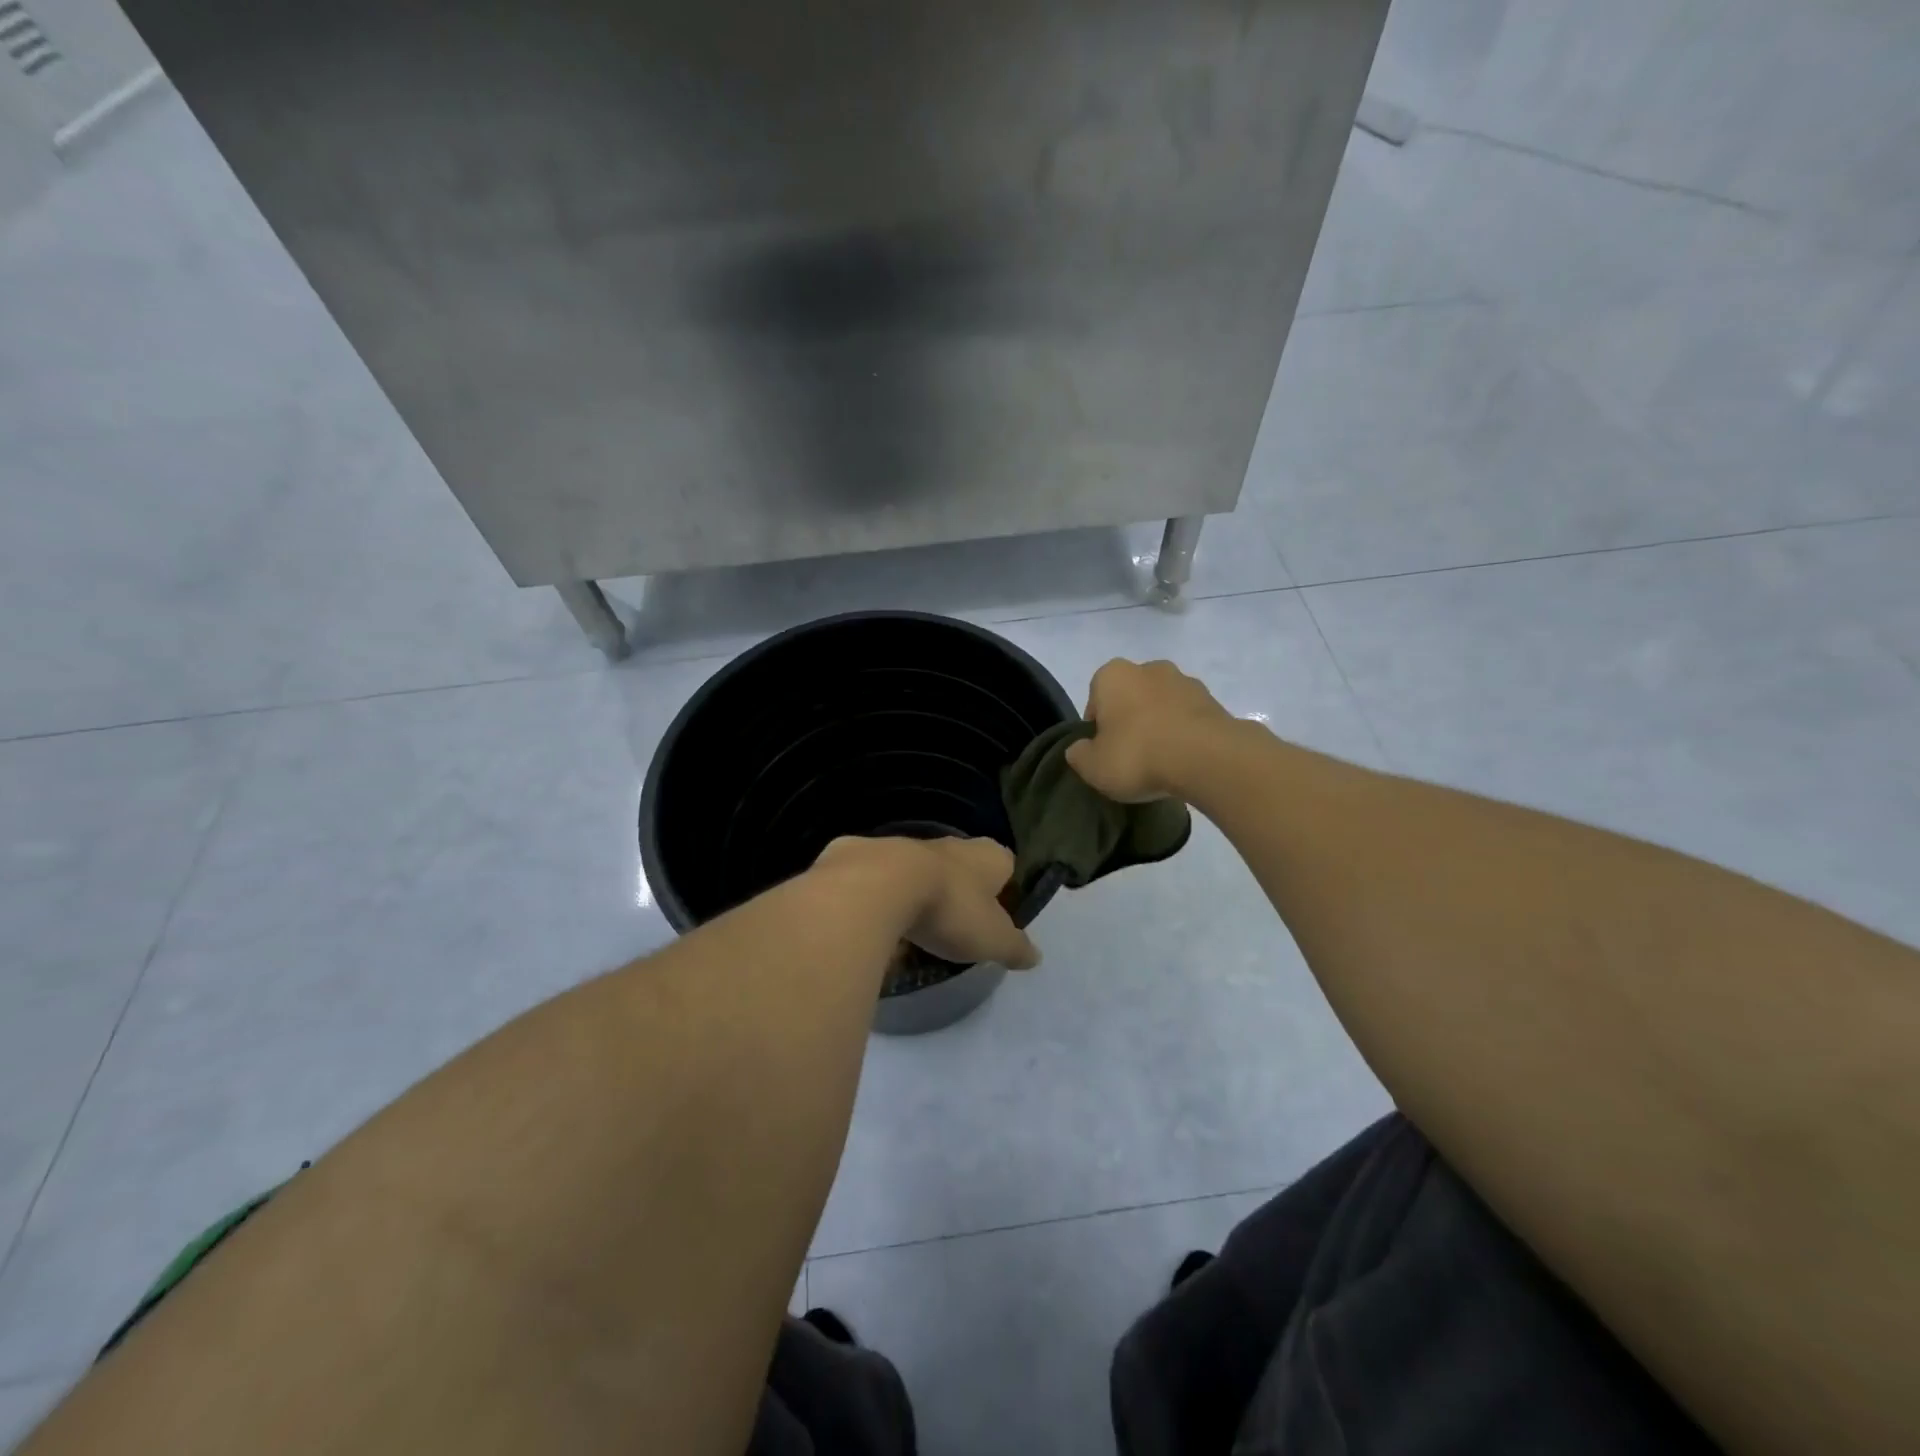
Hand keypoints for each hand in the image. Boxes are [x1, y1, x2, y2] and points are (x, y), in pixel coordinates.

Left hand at [814, 835, 1041, 969]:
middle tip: (956, 921)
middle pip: (962, 863)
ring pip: (920, 867)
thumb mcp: (993, 939)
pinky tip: (876, 919)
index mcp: (986, 857)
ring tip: (915, 924)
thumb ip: (1015, 947)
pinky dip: (880, 893)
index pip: (1004, 863)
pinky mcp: (866, 854)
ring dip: (919, 889)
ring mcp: (906, 845)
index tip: (996, 910)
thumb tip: (1035, 956)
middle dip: (960, 887)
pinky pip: (879, 875)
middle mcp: (949, 844)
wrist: (881, 885)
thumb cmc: (951, 909)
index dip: (1001, 885)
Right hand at [1064, 658, 1233, 803]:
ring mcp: (1185, 681)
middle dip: (1130, 720)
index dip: (1097, 727)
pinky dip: (1185, 734)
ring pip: (1162, 705)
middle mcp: (1149, 668)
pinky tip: (1184, 760)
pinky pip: (1189, 718)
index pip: (1095, 699)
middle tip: (1131, 756)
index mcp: (1112, 675)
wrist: (1207, 758)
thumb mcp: (1093, 766)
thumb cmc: (1138, 755)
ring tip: (1162, 762)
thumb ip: (1079, 755)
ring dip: (1159, 725)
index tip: (1104, 752)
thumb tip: (1079, 749)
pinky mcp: (1214, 701)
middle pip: (1130, 697)